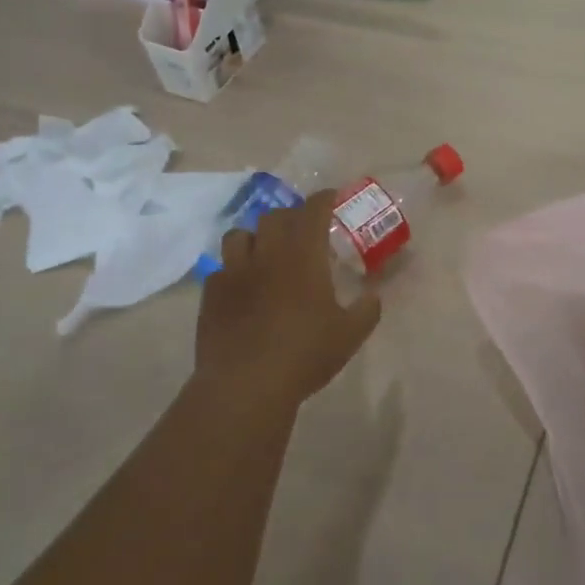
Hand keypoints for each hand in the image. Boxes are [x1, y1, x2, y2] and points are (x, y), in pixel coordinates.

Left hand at [195, 191, 381, 412]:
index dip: (323, 199)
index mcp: (303, 255)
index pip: (313, 210)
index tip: (331, 198)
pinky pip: (221, 269)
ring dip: (255, 237)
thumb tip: (374, 296)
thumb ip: (366, 310)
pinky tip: (242, 288)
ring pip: (239, 235)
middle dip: (290, 217)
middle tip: (301, 231)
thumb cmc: (304, 354)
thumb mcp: (349, 335)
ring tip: (264, 252)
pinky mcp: (211, 294)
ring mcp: (234, 272)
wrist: (245, 386)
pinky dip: (234, 271)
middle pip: (274, 216)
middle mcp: (266, 254)